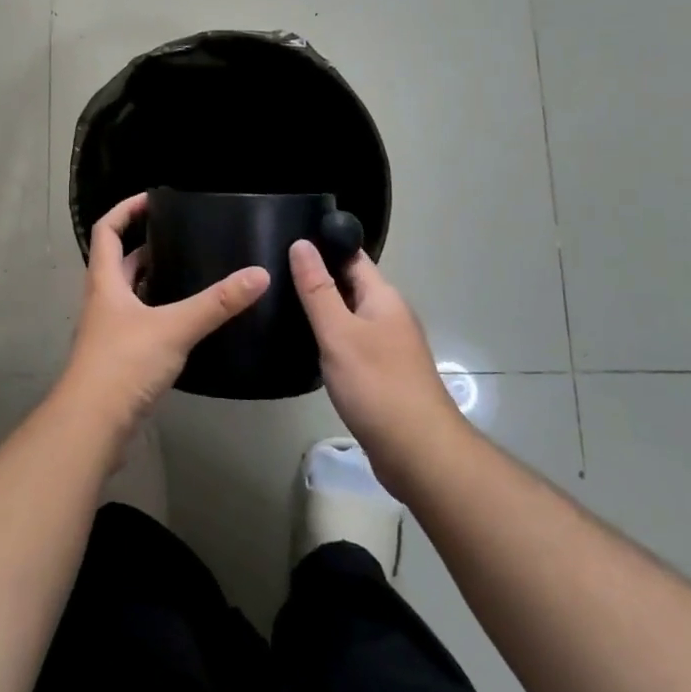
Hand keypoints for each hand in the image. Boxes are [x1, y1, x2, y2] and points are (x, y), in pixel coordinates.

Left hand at [56, 193, 269, 442]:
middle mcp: (103, 301)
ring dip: (154, 280)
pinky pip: (140, 322)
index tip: (153, 199)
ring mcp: (109, 331)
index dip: (125, 210)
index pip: (107, 231)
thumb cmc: (124, 364)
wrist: (92, 425)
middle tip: (183, 237)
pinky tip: (186, 320)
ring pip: (130, 294)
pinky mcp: (120, 358)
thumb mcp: (174, 327)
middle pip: (120, 262)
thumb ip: (216, 303)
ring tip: (191, 272)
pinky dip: (160, 313)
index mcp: (106, 282)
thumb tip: (259, 274)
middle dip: (147, 246)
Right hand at [288, 241, 467, 493]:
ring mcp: (388, 346)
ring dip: (322, 309)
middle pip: (350, 284)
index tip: (285, 238)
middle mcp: (389, 315)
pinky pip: (351, 343)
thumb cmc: (377, 385)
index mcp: (383, 297)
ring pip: (349, 315)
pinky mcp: (381, 374)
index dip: (323, 244)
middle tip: (272, 271)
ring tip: (280, 303)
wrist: (418, 453)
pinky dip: (329, 338)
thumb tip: (301, 243)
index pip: (352, 256)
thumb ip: (318, 289)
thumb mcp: (339, 333)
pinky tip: (305, 345)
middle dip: (317, 276)